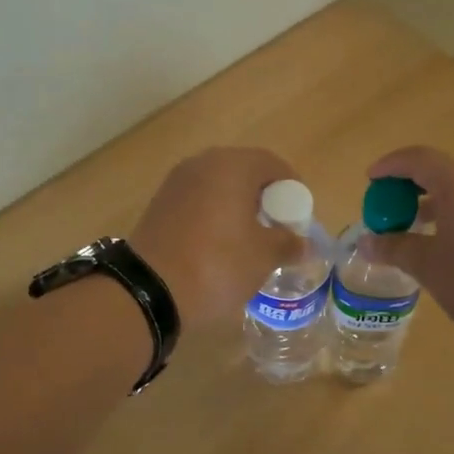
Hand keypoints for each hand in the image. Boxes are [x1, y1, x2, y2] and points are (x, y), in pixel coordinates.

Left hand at [130, 148, 301, 330]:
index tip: (299, 216)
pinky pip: (197, 201)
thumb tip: (304, 244)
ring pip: (218, 186)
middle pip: (244, 171)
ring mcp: (176, 183)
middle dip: (264, 197)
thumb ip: (288, 243)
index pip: (272, 164)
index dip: (291, 188)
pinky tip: (219, 244)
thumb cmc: (217, 264)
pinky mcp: (159, 204)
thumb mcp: (263, 256)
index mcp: (232, 166)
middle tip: (277, 227)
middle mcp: (202, 164)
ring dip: (237, 206)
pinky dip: (214, 215)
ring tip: (249, 239)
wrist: (149, 290)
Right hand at [361, 146, 453, 350]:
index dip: (390, 166)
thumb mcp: (427, 266)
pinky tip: (445, 247)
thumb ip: (394, 248)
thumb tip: (367, 243)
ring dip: (431, 204)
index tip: (370, 180)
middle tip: (387, 210)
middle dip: (408, 187)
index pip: (418, 159)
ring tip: (411, 231)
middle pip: (439, 172)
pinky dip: (453, 216)